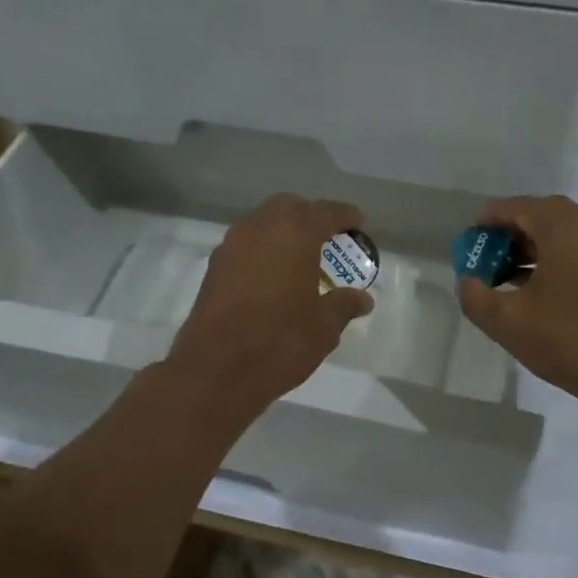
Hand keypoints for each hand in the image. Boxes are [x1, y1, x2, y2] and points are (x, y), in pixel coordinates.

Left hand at [166, 194, 374, 420]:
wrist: (216, 370)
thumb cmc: (279, 342)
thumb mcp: (323, 327)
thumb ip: (344, 305)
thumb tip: (363, 299)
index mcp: (294, 234)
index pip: (326, 212)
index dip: (345, 216)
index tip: (358, 224)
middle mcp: (260, 228)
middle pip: (289, 207)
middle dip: (310, 216)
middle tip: (328, 238)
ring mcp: (232, 245)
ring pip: (263, 222)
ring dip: (283, 231)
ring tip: (301, 258)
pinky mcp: (214, 267)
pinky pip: (246, 244)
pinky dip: (263, 249)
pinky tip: (274, 275)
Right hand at [456, 196, 577, 412]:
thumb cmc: (565, 340)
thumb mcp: (505, 321)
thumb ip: (475, 295)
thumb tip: (469, 281)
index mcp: (563, 228)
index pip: (518, 207)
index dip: (489, 220)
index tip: (471, 240)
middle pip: (543, 215)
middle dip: (511, 231)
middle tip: (488, 254)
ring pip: (564, 233)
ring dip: (533, 246)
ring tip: (507, 274)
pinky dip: (555, 258)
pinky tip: (538, 289)